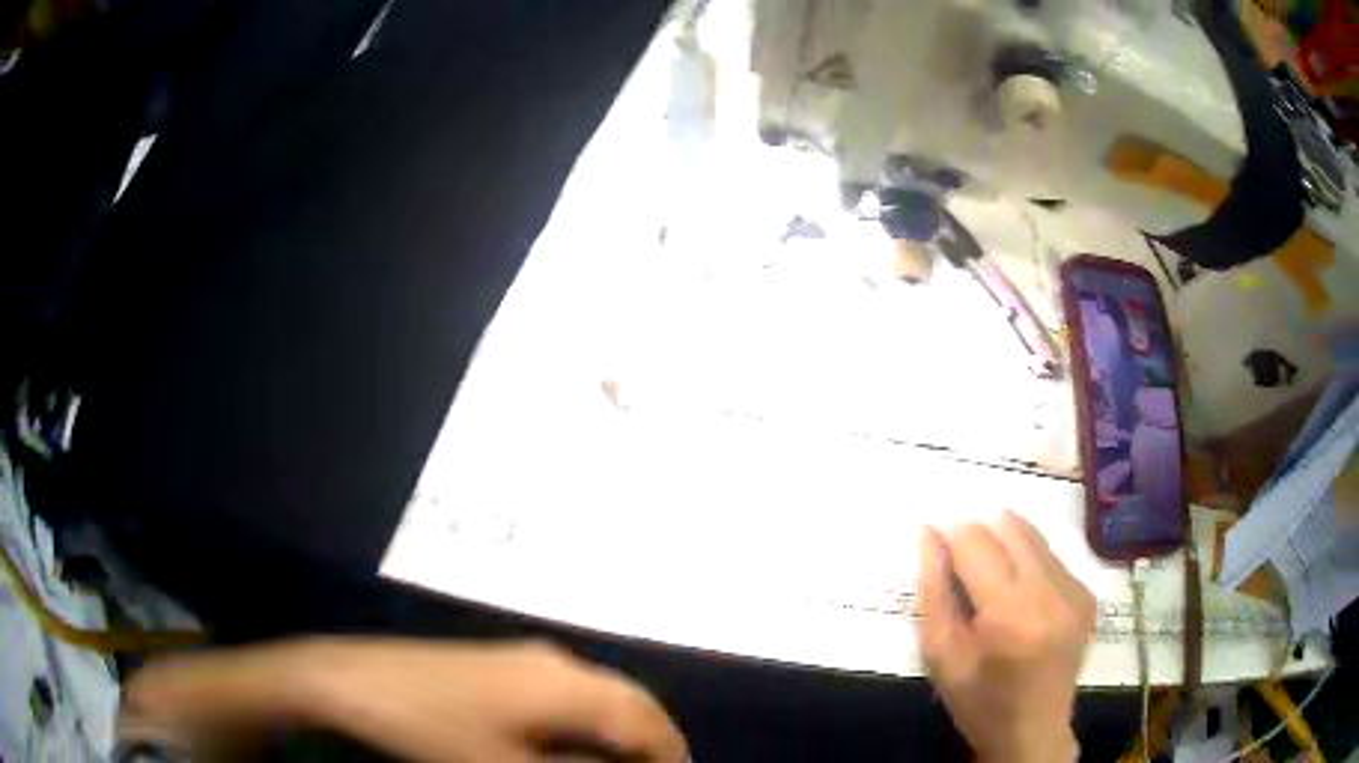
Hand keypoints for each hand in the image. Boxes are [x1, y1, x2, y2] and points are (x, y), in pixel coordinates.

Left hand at [124, 638, 688, 762]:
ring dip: (619, 737)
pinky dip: (585, 727)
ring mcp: (523, 658)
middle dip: (652, 746)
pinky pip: (566, 695)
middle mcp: (554, 661)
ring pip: (599, 698)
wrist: (350, 680)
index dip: (669, 759)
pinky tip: (571, 753)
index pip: (645, 722)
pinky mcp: (498, 665)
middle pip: (629, 703)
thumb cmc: (429, 728)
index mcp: (564, 683)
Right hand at [916, 511, 1095, 762]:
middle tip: (960, 565)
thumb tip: (927, 532)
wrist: (1033, 731)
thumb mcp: (941, 655)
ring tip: (990, 584)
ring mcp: (1075, 590)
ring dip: (1004, 546)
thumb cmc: (978, 702)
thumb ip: (933, 591)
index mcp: (1009, 615)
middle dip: (978, 532)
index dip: (949, 533)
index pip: (976, 542)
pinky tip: (1018, 599)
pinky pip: (1050, 556)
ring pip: (1032, 534)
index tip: (934, 539)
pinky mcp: (1087, 592)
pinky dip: (1026, 564)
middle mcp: (1051, 592)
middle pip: (1010, 525)